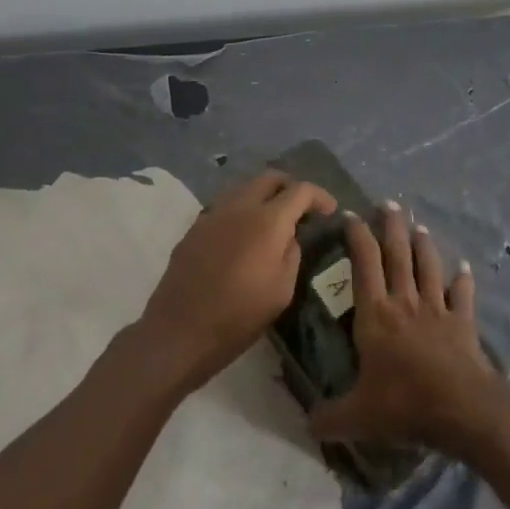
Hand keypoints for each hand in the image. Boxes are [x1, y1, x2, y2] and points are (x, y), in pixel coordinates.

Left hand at [137, 169, 336, 392]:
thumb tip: (290, 235)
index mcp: (267, 220)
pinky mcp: (196, 226)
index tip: (330, 211)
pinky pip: (226, 205)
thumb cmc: (238, 316)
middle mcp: (240, 206)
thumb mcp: (282, 290)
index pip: (300, 190)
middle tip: (302, 208)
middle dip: (291, 186)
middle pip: (271, 177)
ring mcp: (214, 213)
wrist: (179, 331)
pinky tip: (245, 234)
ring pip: (245, 186)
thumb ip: (292, 253)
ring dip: (265, 195)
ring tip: (274, 218)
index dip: (320, 196)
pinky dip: (243, 209)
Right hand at [309, 202, 509, 459]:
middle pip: (398, 254)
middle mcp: (405, 302)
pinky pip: (462, 295)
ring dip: (424, 244)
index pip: (364, 264)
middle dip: (392, 226)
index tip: (351, 214)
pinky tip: (465, 268)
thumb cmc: (403, 404)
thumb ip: (330, 417)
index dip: (357, 236)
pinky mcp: (462, 322)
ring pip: (428, 266)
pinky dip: (463, 280)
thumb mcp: (357, 417)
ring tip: (420, 226)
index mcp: (375, 315)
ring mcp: (436, 309)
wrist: (461, 408)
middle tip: (389, 203)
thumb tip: (305, 424)